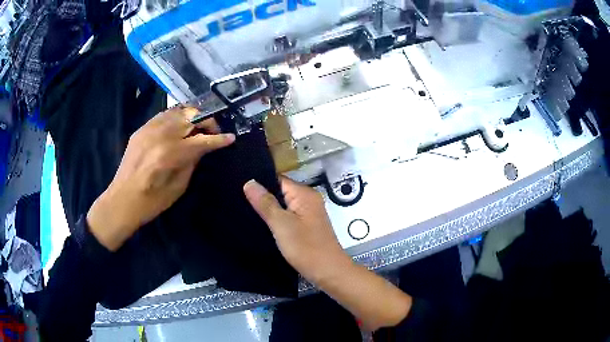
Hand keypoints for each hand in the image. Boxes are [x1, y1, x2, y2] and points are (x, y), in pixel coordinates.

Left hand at [87, 107, 234, 250]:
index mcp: (170, 154)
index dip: (219, 139)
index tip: (231, 138)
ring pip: (178, 111)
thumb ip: (192, 163)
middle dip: (208, 122)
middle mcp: (160, 135)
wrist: (121, 201)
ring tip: (198, 126)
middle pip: (191, 117)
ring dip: (193, 116)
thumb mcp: (178, 188)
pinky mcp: (141, 129)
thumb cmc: (151, 202)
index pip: (202, 140)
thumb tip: (203, 148)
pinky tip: (180, 126)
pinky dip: (176, 117)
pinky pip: (164, 115)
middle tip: (214, 132)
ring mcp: (149, 129)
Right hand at [243, 177, 350, 283]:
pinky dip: (276, 219)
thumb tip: (249, 182)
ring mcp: (309, 214)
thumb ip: (265, 203)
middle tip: (237, 200)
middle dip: (262, 196)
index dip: (259, 182)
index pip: (277, 179)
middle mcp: (308, 200)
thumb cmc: (306, 248)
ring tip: (244, 210)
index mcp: (304, 194)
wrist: (329, 272)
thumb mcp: (282, 224)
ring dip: (268, 209)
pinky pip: (287, 217)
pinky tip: (261, 224)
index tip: (238, 187)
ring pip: (283, 205)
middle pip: (280, 191)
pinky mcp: (307, 226)